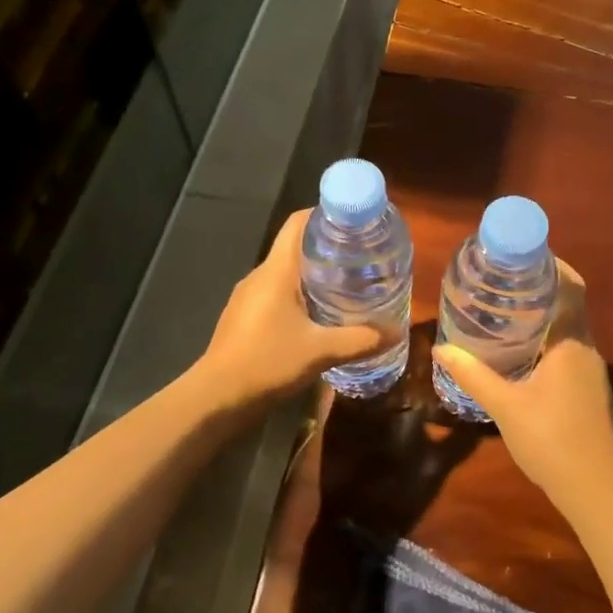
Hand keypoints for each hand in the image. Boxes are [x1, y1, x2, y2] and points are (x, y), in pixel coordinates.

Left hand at [200, 209, 395, 405]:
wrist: (216, 398)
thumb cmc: (267, 362)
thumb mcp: (321, 351)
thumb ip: (360, 340)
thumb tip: (396, 332)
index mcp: (277, 271)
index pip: (298, 223)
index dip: (325, 215)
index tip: (354, 222)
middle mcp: (260, 275)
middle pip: (295, 246)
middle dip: (328, 247)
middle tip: (361, 256)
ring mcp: (248, 296)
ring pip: (286, 272)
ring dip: (314, 273)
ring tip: (347, 283)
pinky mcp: (244, 317)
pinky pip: (276, 293)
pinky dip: (299, 294)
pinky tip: (318, 314)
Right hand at [432, 264, 612, 512]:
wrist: (595, 490)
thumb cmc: (551, 439)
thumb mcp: (505, 405)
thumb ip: (473, 375)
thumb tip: (440, 348)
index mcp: (571, 343)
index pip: (571, 288)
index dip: (553, 267)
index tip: (524, 256)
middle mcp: (586, 350)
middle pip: (569, 306)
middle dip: (541, 291)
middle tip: (504, 282)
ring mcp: (591, 373)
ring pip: (568, 331)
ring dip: (544, 318)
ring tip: (507, 312)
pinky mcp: (589, 393)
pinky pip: (568, 352)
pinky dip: (547, 342)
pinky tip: (522, 354)